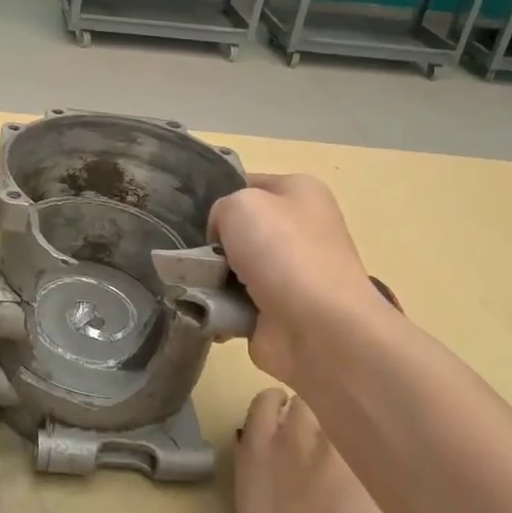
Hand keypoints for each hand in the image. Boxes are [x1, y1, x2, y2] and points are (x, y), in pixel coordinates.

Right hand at [207, 173, 389, 388]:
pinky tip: (205, 309)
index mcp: (301, 192)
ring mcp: (291, 274)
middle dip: (214, 243)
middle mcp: (300, 229)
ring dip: (211, 279)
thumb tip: (223, 241)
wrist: (317, 328)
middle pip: (239, 230)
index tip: (194, 215)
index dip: (220, 197)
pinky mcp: (279, 311)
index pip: (248, 184)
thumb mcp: (240, 204)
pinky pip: (234, 303)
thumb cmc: (282, 251)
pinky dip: (218, 308)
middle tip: (193, 254)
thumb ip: (220, 209)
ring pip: (233, 268)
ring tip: (194, 285)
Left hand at [225, 387, 410, 512]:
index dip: (381, 412)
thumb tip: (393, 469)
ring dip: (308, 403)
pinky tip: (280, 420)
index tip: (385, 422)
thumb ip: (396, 492)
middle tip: (350, 424)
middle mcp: (329, 435)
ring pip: (299, 395)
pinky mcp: (253, 444)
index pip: (379, 410)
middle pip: (337, 395)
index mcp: (372, 458)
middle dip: (345, 405)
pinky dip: (273, 405)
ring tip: (313, 420)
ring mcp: (285, 435)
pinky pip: (261, 405)